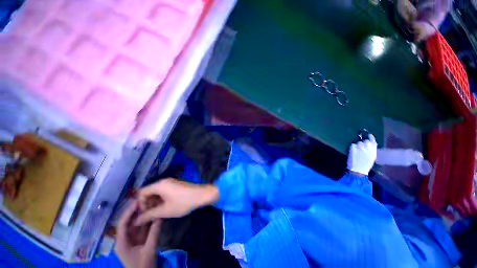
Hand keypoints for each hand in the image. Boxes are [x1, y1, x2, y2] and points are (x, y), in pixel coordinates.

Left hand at [116, 201, 161, 267]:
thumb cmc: (143, 266)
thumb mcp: (149, 250)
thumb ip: (154, 233)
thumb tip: (160, 216)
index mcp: (122, 242)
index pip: (123, 224)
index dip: (129, 212)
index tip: (138, 201)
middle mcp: (127, 238)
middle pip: (130, 222)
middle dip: (138, 211)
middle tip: (147, 200)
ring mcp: (134, 238)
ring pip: (138, 223)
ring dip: (145, 214)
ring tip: (152, 203)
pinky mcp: (142, 239)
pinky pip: (145, 227)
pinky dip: (149, 220)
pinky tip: (155, 213)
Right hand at [135, 178, 218, 225]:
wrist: (201, 195)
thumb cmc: (183, 202)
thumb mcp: (165, 210)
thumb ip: (149, 215)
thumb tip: (135, 221)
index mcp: (159, 185)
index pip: (141, 193)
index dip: (139, 204)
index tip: (143, 215)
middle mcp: (164, 182)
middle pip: (149, 192)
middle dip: (147, 204)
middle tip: (149, 216)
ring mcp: (170, 183)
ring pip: (156, 193)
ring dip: (154, 203)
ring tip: (156, 214)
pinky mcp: (175, 186)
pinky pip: (164, 192)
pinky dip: (161, 200)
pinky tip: (164, 209)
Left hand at [347, 134, 376, 175]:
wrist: (358, 169)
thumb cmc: (366, 164)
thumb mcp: (372, 156)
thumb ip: (371, 149)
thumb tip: (370, 145)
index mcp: (374, 149)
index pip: (372, 140)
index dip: (370, 137)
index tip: (369, 135)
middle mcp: (367, 145)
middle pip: (364, 141)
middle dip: (362, 143)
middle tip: (360, 148)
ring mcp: (359, 145)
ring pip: (357, 142)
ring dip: (357, 146)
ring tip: (356, 152)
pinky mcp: (353, 147)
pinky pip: (352, 145)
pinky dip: (352, 148)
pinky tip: (353, 152)